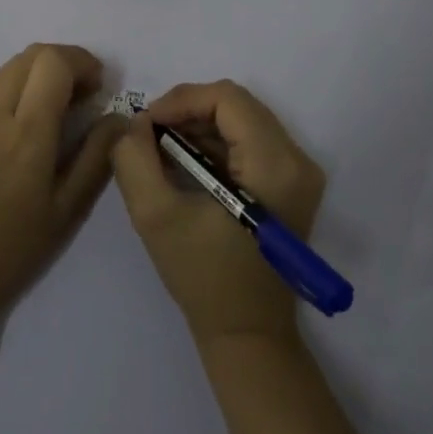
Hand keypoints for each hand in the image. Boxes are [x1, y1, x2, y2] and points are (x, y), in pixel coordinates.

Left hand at [0, 44, 120, 334]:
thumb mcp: (64, 212)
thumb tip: (117, 119)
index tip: (100, 87)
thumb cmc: (7, 253)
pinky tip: (26, 129)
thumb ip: (95, 158)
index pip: (53, 62)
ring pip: (9, 69)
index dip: (82, 61)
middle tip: (85, 95)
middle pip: (31, 55)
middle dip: (64, 62)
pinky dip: (18, 90)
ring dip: (40, 73)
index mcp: (26, 133)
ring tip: (58, 110)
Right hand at [111, 80, 325, 346]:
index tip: (146, 123)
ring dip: (198, 126)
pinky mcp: (291, 183)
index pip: (227, 98)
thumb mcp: (155, 216)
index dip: (181, 100)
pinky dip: (214, 142)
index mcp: (275, 164)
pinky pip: (249, 139)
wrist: (247, 335)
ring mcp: (299, 172)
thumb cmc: (204, 277)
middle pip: (236, 104)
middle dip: (187, 111)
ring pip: (242, 119)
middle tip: (150, 134)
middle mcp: (297, 159)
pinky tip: (185, 164)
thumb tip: (133, 122)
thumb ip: (134, 159)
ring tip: (162, 149)